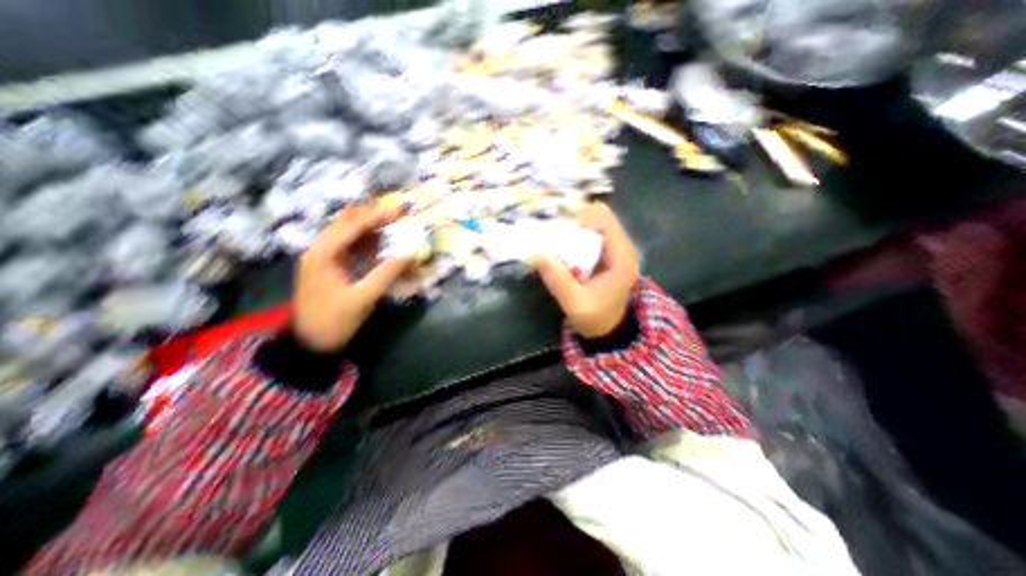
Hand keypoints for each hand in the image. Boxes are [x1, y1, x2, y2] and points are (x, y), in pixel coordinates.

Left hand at [292, 207, 410, 349]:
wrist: (310, 344)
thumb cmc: (333, 321)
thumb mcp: (362, 298)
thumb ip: (386, 273)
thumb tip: (410, 254)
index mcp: (323, 254)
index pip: (352, 225)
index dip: (377, 216)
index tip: (400, 212)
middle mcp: (321, 249)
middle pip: (348, 223)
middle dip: (374, 216)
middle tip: (398, 216)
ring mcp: (326, 257)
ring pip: (350, 233)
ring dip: (372, 228)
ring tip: (395, 226)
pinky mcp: (333, 266)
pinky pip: (352, 247)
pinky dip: (369, 243)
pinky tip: (384, 244)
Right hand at [537, 203, 639, 336]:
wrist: (609, 329)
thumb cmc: (595, 318)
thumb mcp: (573, 303)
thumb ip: (557, 279)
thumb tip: (537, 253)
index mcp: (622, 258)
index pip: (605, 220)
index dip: (581, 219)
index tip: (563, 234)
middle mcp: (625, 248)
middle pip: (601, 217)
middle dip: (577, 223)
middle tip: (559, 238)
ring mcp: (620, 249)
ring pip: (598, 223)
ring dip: (578, 229)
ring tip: (562, 244)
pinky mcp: (612, 253)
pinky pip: (596, 233)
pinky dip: (580, 236)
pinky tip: (569, 250)